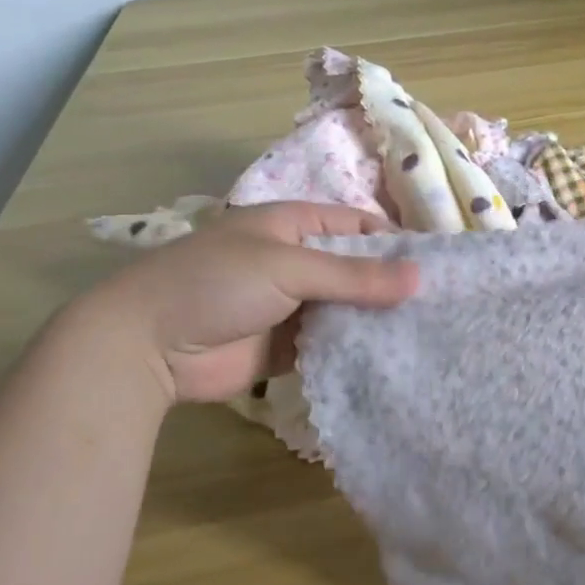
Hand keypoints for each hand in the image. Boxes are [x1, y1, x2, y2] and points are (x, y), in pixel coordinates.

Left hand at [82, 202, 417, 403]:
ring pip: (345, 308)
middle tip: (439, 306)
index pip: (356, 226)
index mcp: (292, 226)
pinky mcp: (286, 346)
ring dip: (375, 320)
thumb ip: (354, 276)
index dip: (394, 241)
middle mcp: (295, 262)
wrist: (145, 346)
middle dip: (390, 285)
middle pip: (355, 269)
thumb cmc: (215, 284)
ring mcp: (291, 305)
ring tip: (426, 333)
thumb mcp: (288, 267)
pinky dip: (354, 349)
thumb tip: (419, 279)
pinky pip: (330, 343)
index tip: (435, 266)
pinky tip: (389, 359)